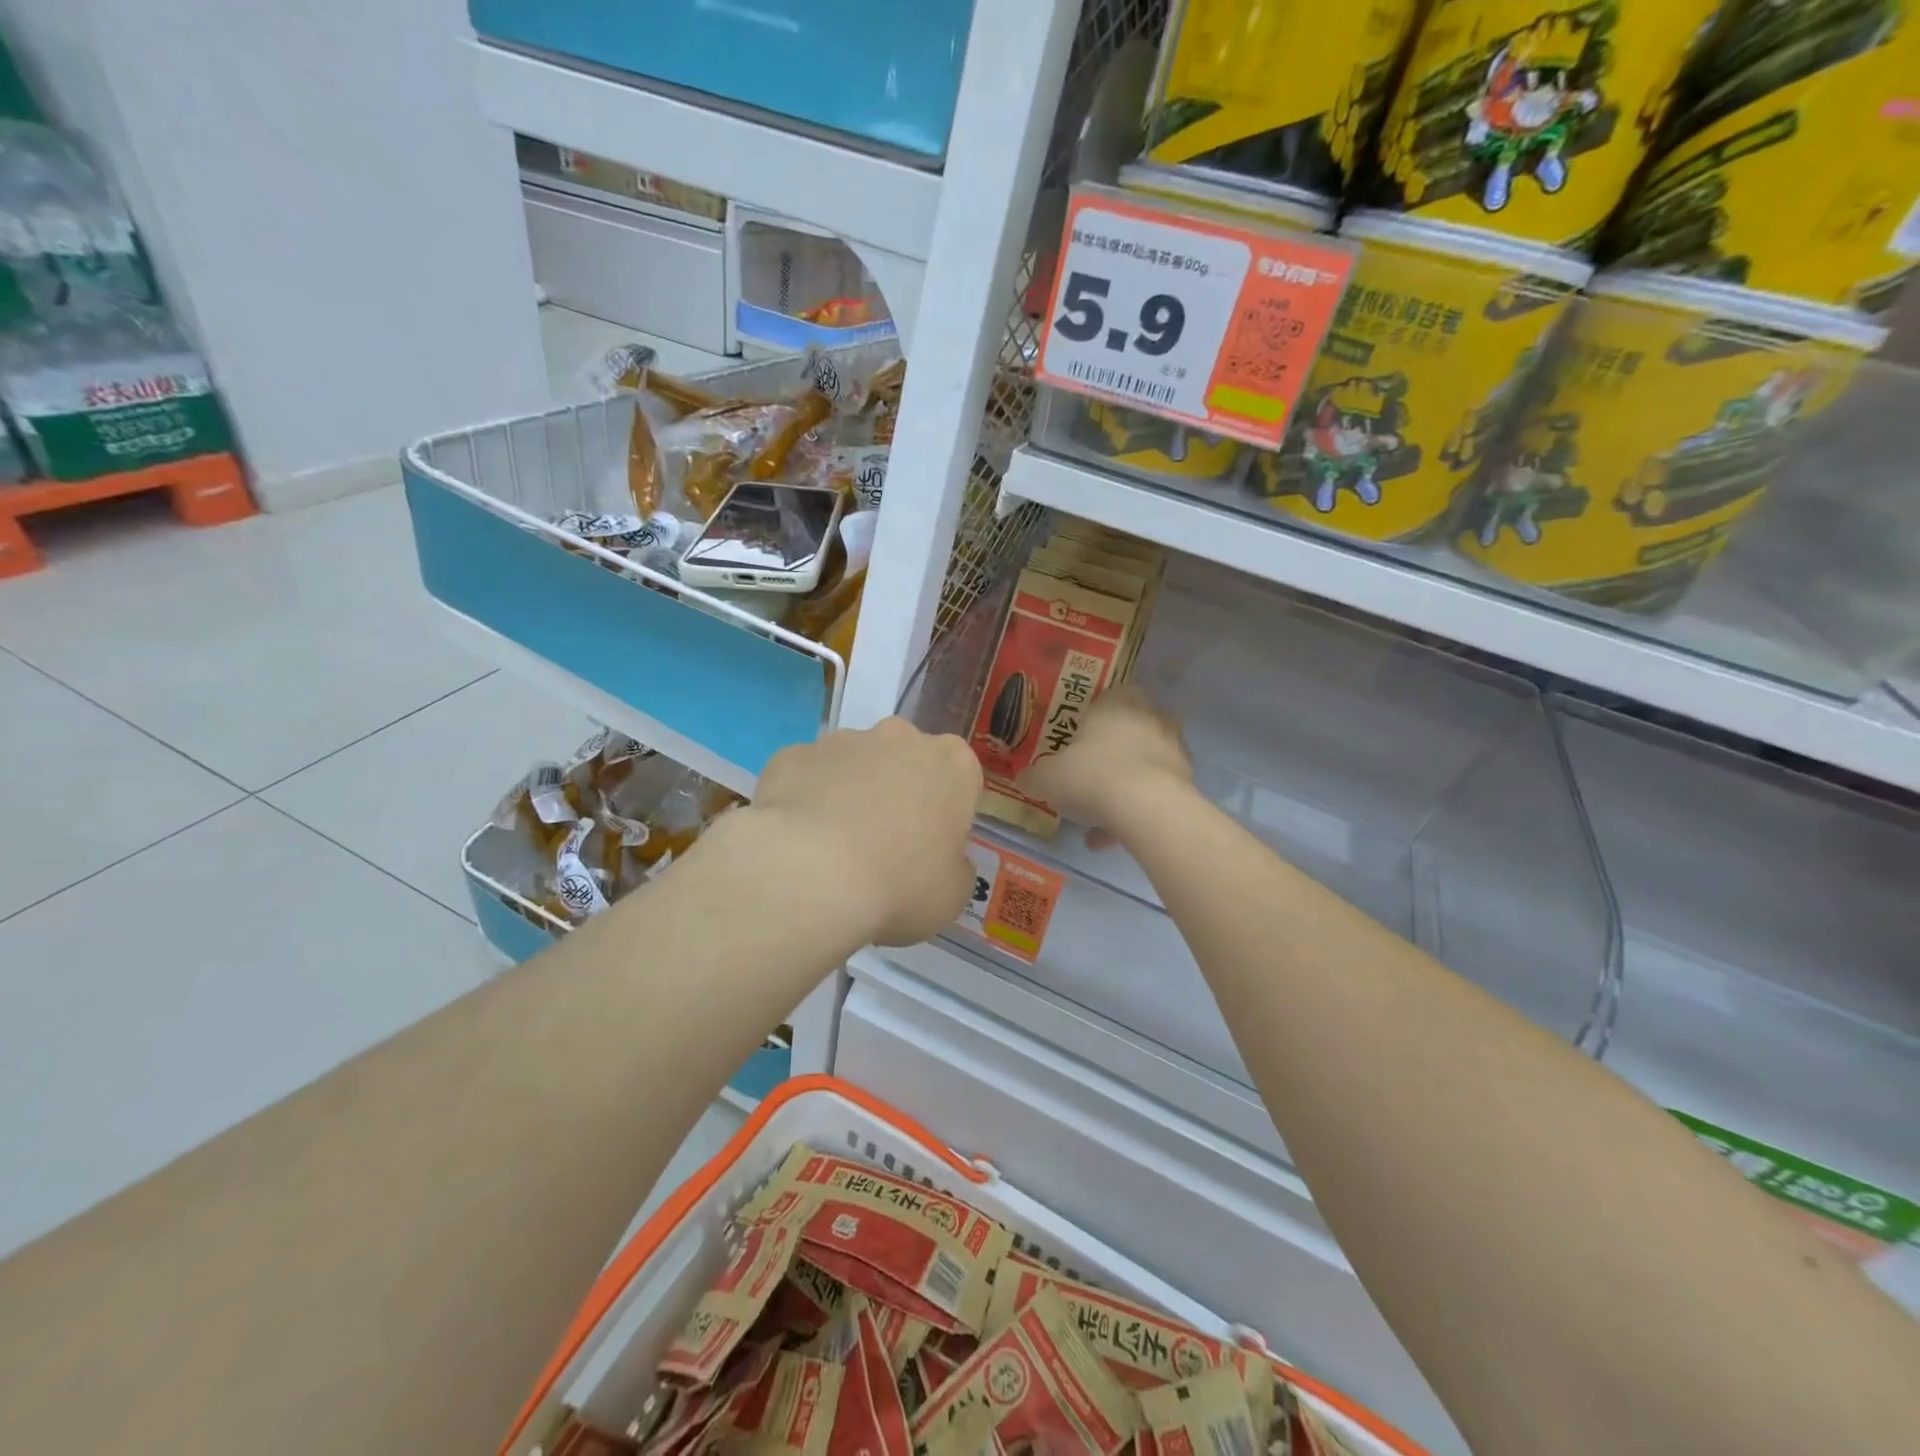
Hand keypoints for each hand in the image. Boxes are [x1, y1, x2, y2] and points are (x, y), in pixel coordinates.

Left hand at [751, 717, 981, 945]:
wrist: (809, 874)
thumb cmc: (899, 883)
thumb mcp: (951, 895)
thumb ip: (954, 867)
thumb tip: (943, 861)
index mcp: (952, 764)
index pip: (960, 779)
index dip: (946, 813)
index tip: (932, 848)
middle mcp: (901, 737)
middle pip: (906, 760)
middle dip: (898, 792)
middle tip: (885, 846)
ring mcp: (842, 740)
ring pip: (854, 764)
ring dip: (850, 793)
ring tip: (834, 849)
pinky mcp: (794, 754)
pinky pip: (807, 776)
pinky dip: (805, 800)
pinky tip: (798, 842)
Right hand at [1019, 685, 1192, 841]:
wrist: (1146, 809)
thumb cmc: (1092, 775)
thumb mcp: (1048, 777)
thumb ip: (1035, 776)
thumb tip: (1024, 779)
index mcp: (1119, 701)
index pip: (1108, 696)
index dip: (1091, 718)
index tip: (1075, 741)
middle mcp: (1152, 717)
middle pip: (1129, 731)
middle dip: (1110, 754)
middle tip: (1086, 777)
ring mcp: (1174, 749)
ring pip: (1142, 765)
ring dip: (1122, 787)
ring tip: (1095, 819)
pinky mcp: (1187, 782)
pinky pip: (1153, 794)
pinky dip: (1133, 813)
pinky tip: (1107, 840)